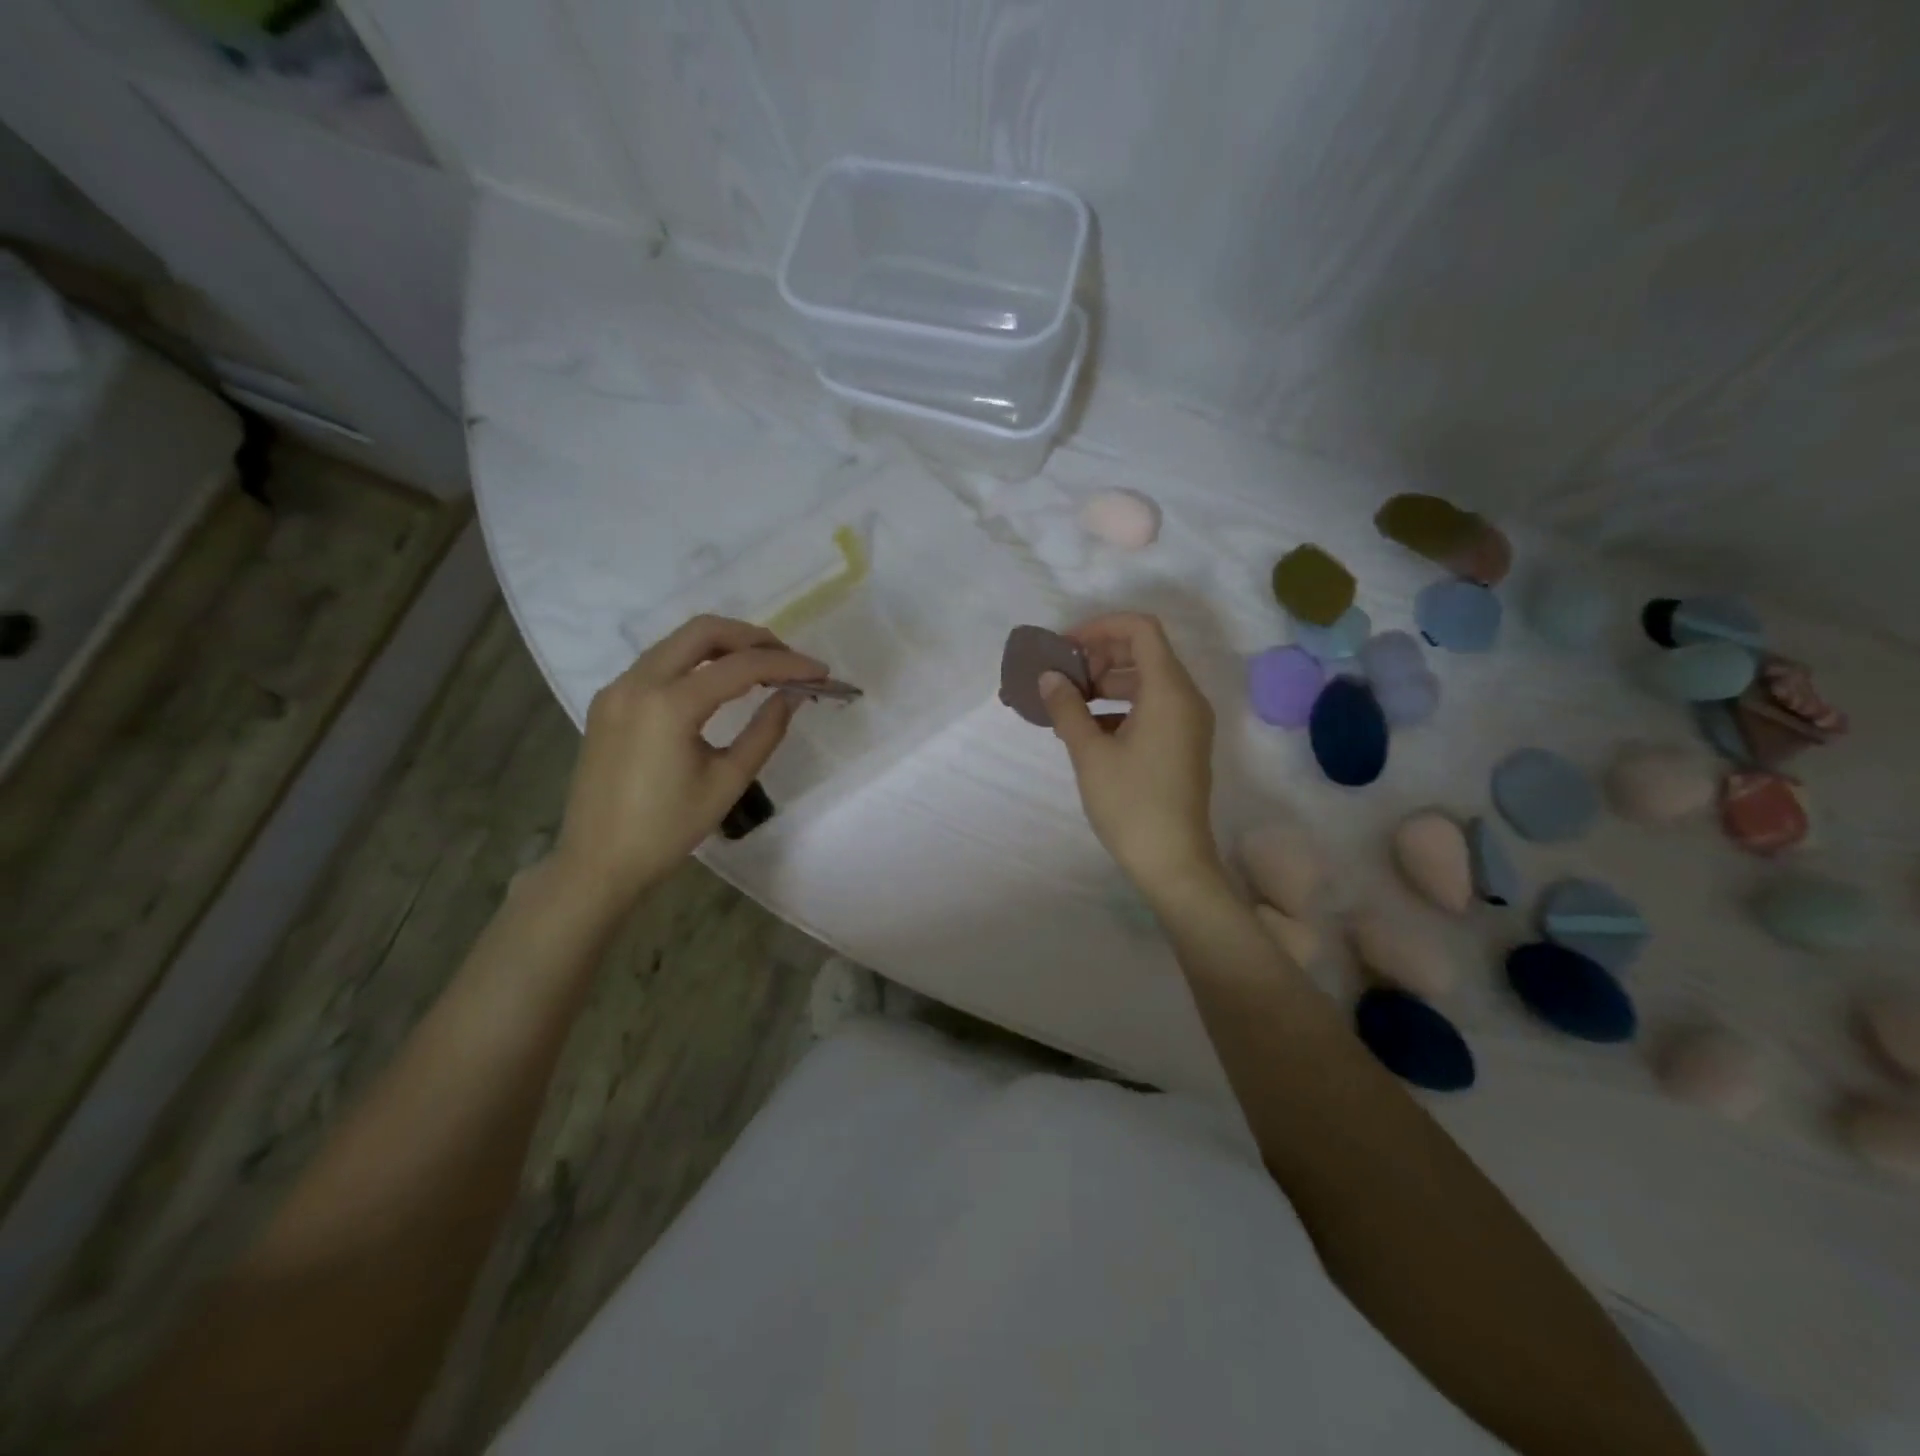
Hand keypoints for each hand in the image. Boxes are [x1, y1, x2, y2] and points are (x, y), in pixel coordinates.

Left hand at [549, 615, 825, 915]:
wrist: (597, 862)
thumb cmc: (667, 830)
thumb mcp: (727, 782)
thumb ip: (764, 732)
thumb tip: (792, 697)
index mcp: (669, 705)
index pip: (740, 666)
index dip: (786, 665)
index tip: (820, 671)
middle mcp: (638, 682)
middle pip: (704, 631)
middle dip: (753, 638)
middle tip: (789, 659)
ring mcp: (618, 688)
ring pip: (678, 642)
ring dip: (724, 646)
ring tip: (762, 667)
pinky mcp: (609, 701)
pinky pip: (659, 662)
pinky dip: (696, 662)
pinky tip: (719, 683)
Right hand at [1039, 612, 1223, 897]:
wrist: (1173, 861)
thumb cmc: (1130, 804)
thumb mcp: (1090, 753)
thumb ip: (1067, 707)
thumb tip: (1049, 678)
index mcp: (1169, 691)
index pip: (1140, 629)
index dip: (1100, 627)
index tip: (1065, 647)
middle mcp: (1187, 698)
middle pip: (1144, 651)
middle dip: (1100, 655)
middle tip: (1063, 676)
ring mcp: (1188, 722)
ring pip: (1147, 680)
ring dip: (1108, 682)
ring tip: (1069, 703)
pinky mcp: (1183, 743)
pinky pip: (1152, 706)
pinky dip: (1120, 706)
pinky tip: (1087, 729)